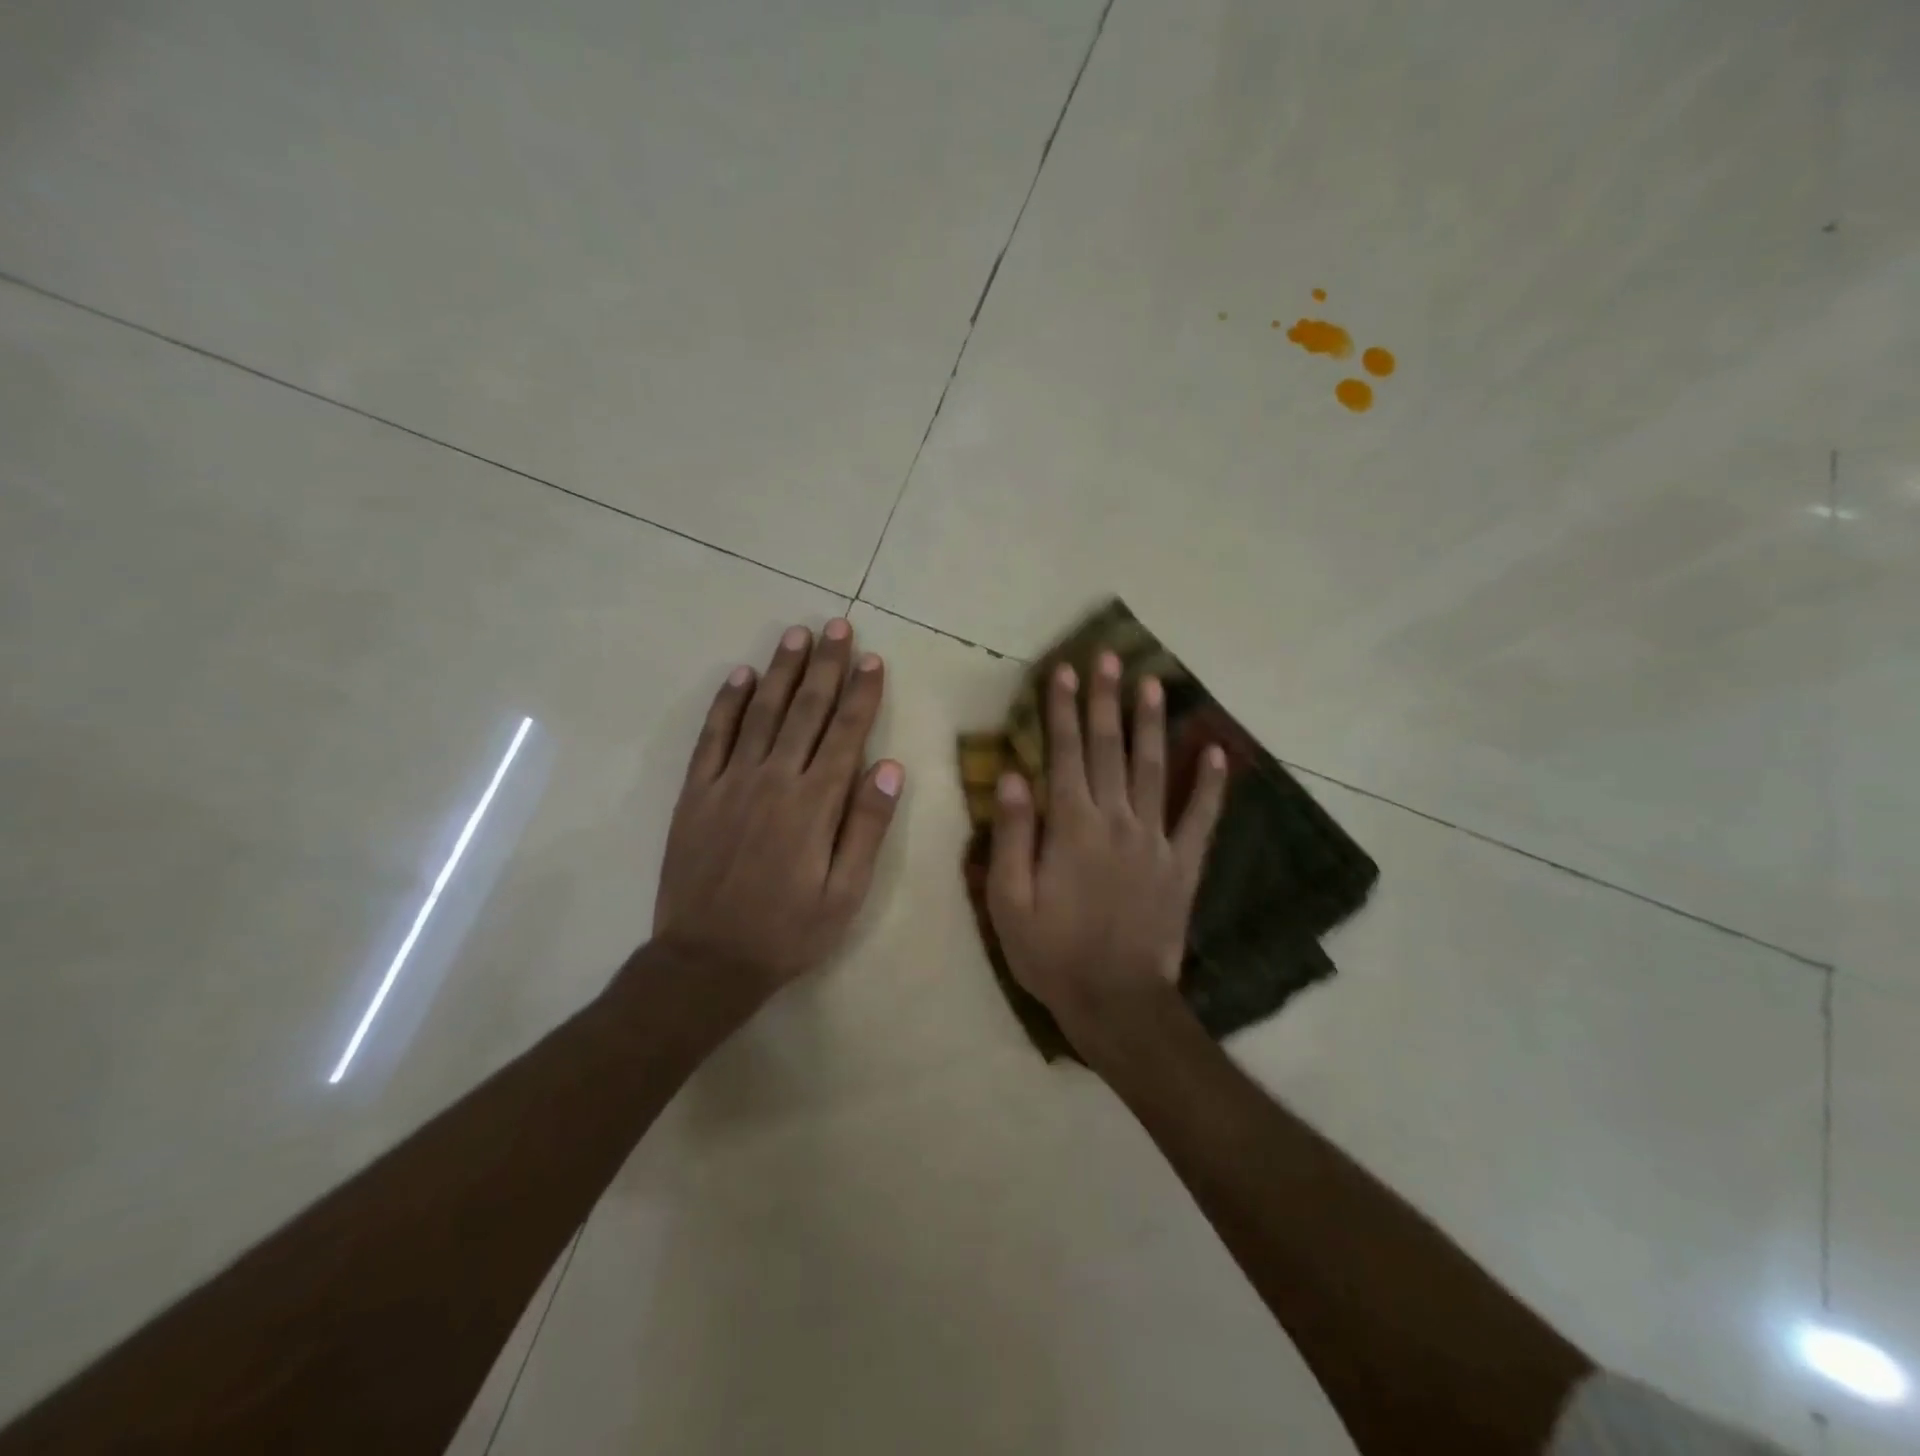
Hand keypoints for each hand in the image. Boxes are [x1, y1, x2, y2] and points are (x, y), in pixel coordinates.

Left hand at [653, 619, 903, 995]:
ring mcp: (730, 782)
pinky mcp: (697, 793)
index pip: (846, 732)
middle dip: (826, 665)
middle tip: (837, 625)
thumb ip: (867, 827)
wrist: (707, 960)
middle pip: (806, 710)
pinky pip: (713, 736)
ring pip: (762, 712)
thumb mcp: (845, 893)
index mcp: (815, 802)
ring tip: (797, 635)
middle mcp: (774, 779)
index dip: (862, 693)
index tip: (872, 659)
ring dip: (782, 671)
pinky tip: (741, 676)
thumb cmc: (788, 931)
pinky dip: (728, 703)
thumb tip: (889, 767)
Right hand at [986, 652, 1227, 1045]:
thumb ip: (1011, 835)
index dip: (1062, 709)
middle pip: (1109, 748)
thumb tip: (1013, 775)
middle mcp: (1116, 820)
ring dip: (1152, 724)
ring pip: (1153, 769)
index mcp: (1071, 826)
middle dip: (1106, 700)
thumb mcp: (1009, 900)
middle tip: (1109, 657)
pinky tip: (1219, 754)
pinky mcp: (1183, 865)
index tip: (1064, 671)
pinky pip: (1201, 818)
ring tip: (1155, 684)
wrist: (1117, 1002)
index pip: (1065, 753)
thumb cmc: (1052, 953)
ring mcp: (1155, 840)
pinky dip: (1211, 785)